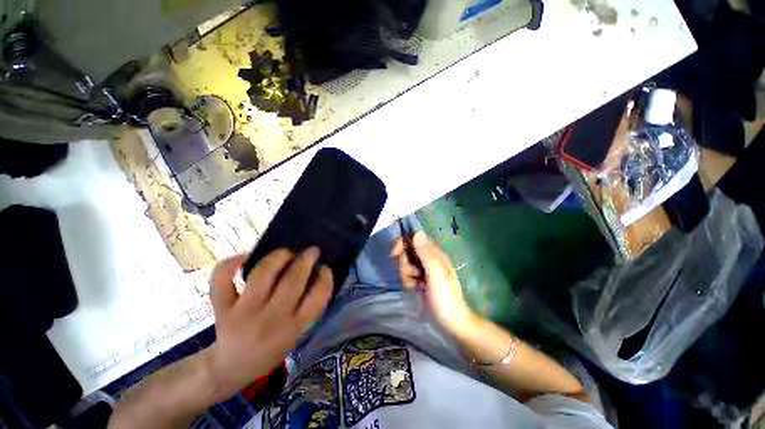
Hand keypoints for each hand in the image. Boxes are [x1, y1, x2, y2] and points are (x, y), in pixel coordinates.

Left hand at [206, 247, 332, 397]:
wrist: (232, 368)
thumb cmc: (271, 349)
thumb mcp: (296, 333)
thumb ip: (307, 306)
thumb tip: (315, 271)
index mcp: (292, 328)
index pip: (317, 298)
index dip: (325, 278)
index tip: (325, 267)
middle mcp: (270, 320)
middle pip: (292, 281)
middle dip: (305, 259)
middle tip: (311, 250)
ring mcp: (243, 314)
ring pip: (262, 275)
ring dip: (278, 256)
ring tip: (286, 252)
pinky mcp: (222, 309)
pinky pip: (221, 281)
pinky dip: (231, 264)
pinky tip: (245, 257)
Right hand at [391, 232, 475, 336]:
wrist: (451, 324)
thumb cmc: (445, 298)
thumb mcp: (436, 275)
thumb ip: (426, 254)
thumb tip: (417, 233)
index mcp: (434, 254)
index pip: (414, 238)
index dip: (402, 243)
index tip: (394, 254)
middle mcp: (428, 259)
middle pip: (407, 253)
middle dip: (405, 265)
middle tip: (414, 276)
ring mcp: (424, 270)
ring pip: (405, 265)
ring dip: (407, 276)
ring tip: (417, 286)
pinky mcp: (420, 280)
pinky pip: (407, 276)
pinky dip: (408, 283)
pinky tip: (416, 290)